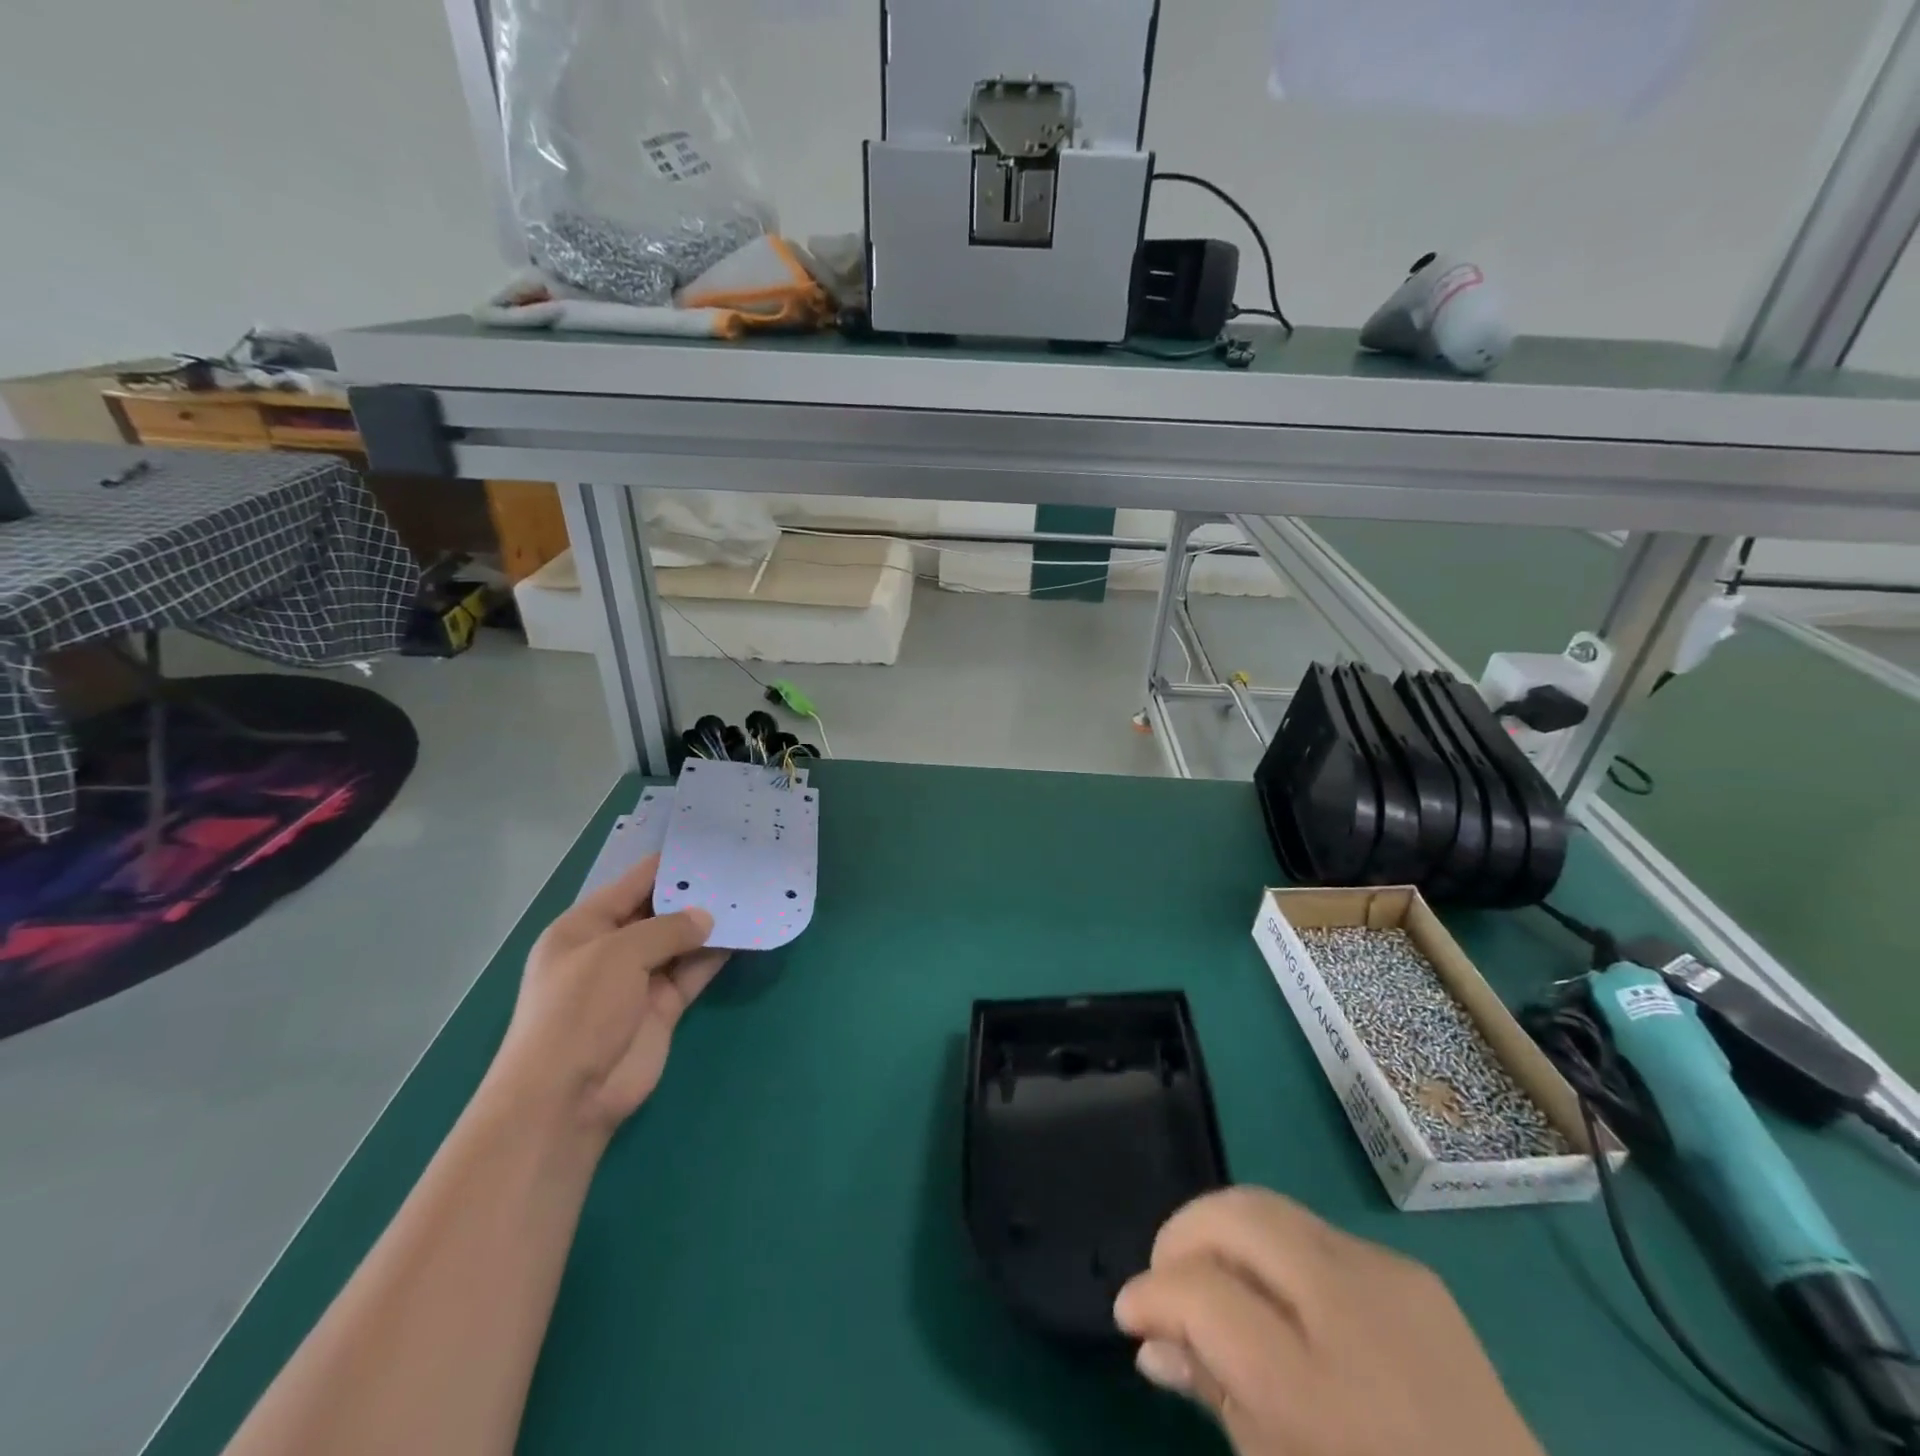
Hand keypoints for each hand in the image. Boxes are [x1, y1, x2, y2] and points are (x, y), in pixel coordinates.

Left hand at [489, 855, 727, 1137]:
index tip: (709, 846)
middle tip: (739, 868)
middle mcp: (612, 949)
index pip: (632, 884)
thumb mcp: (618, 954)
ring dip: (710, 924)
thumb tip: (707, 918)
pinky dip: (716, 956)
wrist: (567, 1096)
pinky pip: (693, 971)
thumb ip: (667, 929)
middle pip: (659, 911)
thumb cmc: (579, 1010)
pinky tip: (745, 934)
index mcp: (585, 927)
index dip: (668, 865)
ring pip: (681, 941)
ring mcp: (638, 980)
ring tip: (750, 895)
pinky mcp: (663, 1007)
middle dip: (695, 893)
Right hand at [1114, 1188, 1541, 1455]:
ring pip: (1269, 1207)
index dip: (1152, 1292)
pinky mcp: (1412, 1270)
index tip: (1129, 1313)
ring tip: (1213, 1280)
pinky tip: (1281, 1299)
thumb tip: (1151, 1341)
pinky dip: (1274, 1248)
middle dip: (1182, 1234)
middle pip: (1236, 1217)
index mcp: (1316, 1388)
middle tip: (1166, 1279)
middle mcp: (1351, 1309)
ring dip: (1225, 1233)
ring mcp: (1388, 1277)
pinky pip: (1315, 1232)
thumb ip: (1214, 1397)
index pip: (1202, 1292)